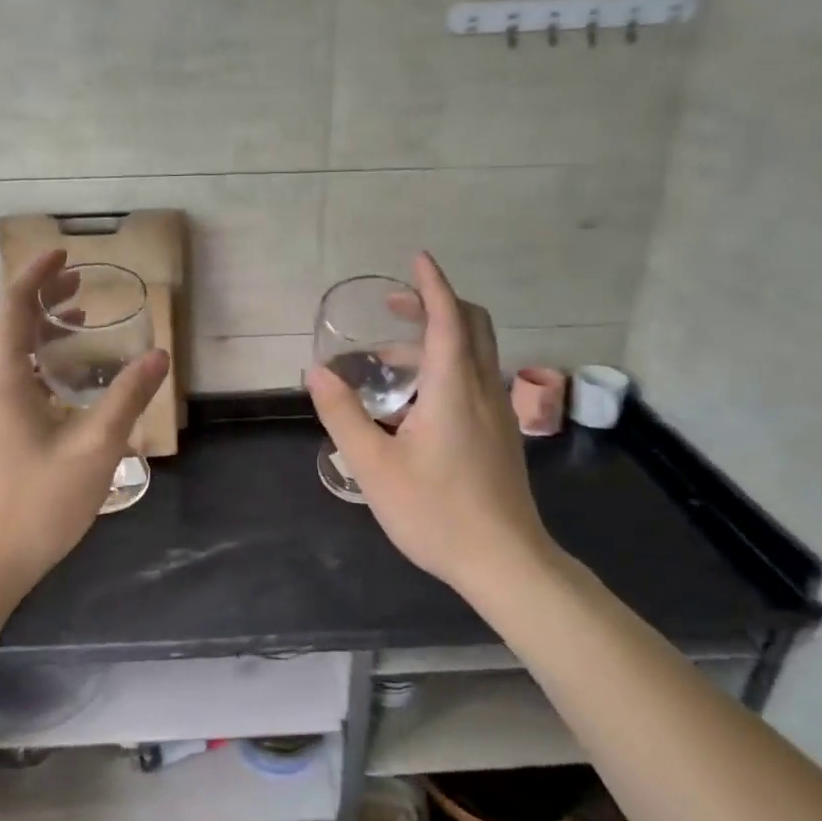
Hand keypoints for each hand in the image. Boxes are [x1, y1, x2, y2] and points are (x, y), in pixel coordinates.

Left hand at [0, 250, 169, 590]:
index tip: (64, 251)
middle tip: (81, 282)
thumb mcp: (95, 448)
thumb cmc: (37, 504)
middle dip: (41, 297)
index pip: (12, 304)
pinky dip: (31, 360)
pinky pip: (2, 376)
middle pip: (5, 323)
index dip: (36, 273)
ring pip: (3, 351)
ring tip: (77, 321)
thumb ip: (127, 397)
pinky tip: (61, 378)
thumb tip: (159, 356)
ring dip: (37, 331)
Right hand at [306, 252, 551, 598]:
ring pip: (475, 355)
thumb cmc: (436, 512)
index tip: (417, 259)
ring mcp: (498, 414)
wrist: (505, 561)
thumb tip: (316, 373)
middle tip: (396, 306)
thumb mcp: (375, 466)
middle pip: (472, 326)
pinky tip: (417, 402)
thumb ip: (344, 415)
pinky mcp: (501, 436)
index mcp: (454, 389)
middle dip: (437, 304)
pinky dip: (448, 367)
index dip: (432, 285)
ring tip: (389, 359)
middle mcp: (483, 391)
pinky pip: (476, 381)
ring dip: (438, 340)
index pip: (448, 319)